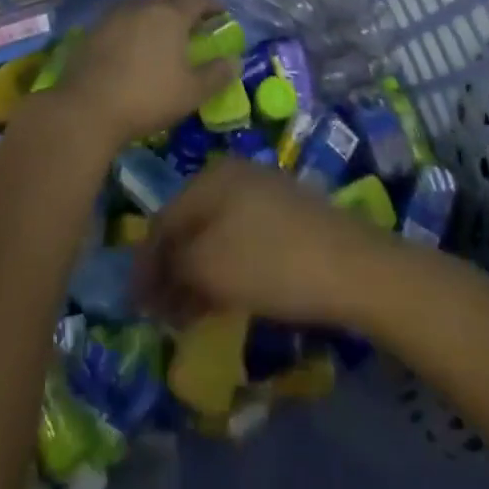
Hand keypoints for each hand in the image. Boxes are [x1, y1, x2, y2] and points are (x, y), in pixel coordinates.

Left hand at [56, 0, 237, 148]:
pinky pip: (121, 16)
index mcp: (170, 15)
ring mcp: (114, 15)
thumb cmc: (147, 98)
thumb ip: (216, 75)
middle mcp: (142, 6)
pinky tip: (134, 41)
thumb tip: (234, 61)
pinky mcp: (94, 29)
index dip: (212, 3)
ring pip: (140, 1)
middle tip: (191, 18)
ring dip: (155, 8)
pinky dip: (134, 21)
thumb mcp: (191, 93)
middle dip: (181, 0)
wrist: (87, 108)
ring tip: (162, 28)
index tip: (221, 12)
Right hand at [134, 160, 394, 327]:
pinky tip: (227, 296)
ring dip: (198, 272)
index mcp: (210, 177)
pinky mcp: (288, 214)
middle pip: (189, 225)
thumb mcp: (209, 267)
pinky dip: (226, 268)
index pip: (163, 220)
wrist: (353, 266)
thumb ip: (172, 268)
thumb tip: (152, 278)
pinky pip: (241, 238)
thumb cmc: (271, 263)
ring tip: (192, 313)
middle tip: (163, 314)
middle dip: (172, 270)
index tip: (136, 306)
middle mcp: (234, 174)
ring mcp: (264, 191)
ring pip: (216, 233)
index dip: (146, 265)